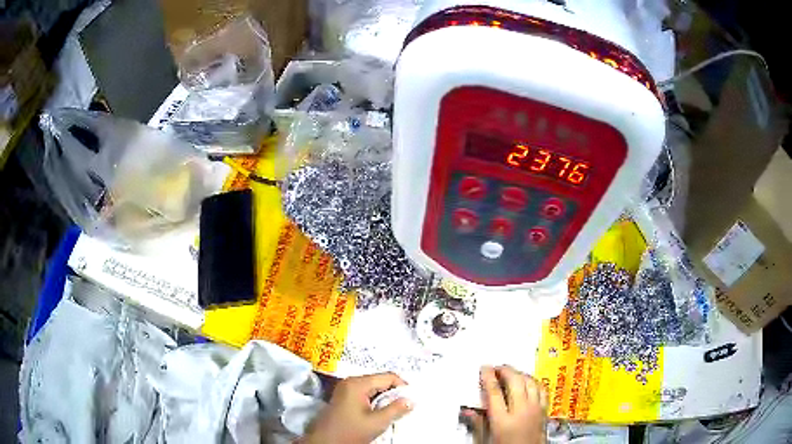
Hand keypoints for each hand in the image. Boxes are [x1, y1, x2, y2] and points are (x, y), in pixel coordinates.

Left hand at [301, 372, 411, 443]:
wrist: (324, 442)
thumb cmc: (350, 431)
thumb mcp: (376, 423)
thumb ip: (396, 410)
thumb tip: (411, 400)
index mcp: (358, 383)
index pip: (388, 377)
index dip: (403, 386)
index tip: (411, 400)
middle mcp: (350, 381)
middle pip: (380, 381)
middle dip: (394, 393)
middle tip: (404, 407)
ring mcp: (345, 389)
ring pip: (373, 388)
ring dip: (385, 399)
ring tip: (393, 412)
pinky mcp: (343, 397)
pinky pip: (365, 394)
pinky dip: (375, 401)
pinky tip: (379, 413)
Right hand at [462, 365, 547, 443]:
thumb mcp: (486, 440)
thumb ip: (477, 423)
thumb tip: (466, 411)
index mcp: (502, 420)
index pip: (494, 392)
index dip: (488, 377)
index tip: (485, 368)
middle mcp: (521, 412)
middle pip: (515, 382)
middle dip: (505, 370)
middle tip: (497, 368)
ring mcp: (535, 410)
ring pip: (530, 382)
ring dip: (520, 374)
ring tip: (511, 372)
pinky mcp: (544, 411)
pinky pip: (542, 389)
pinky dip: (534, 382)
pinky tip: (529, 381)